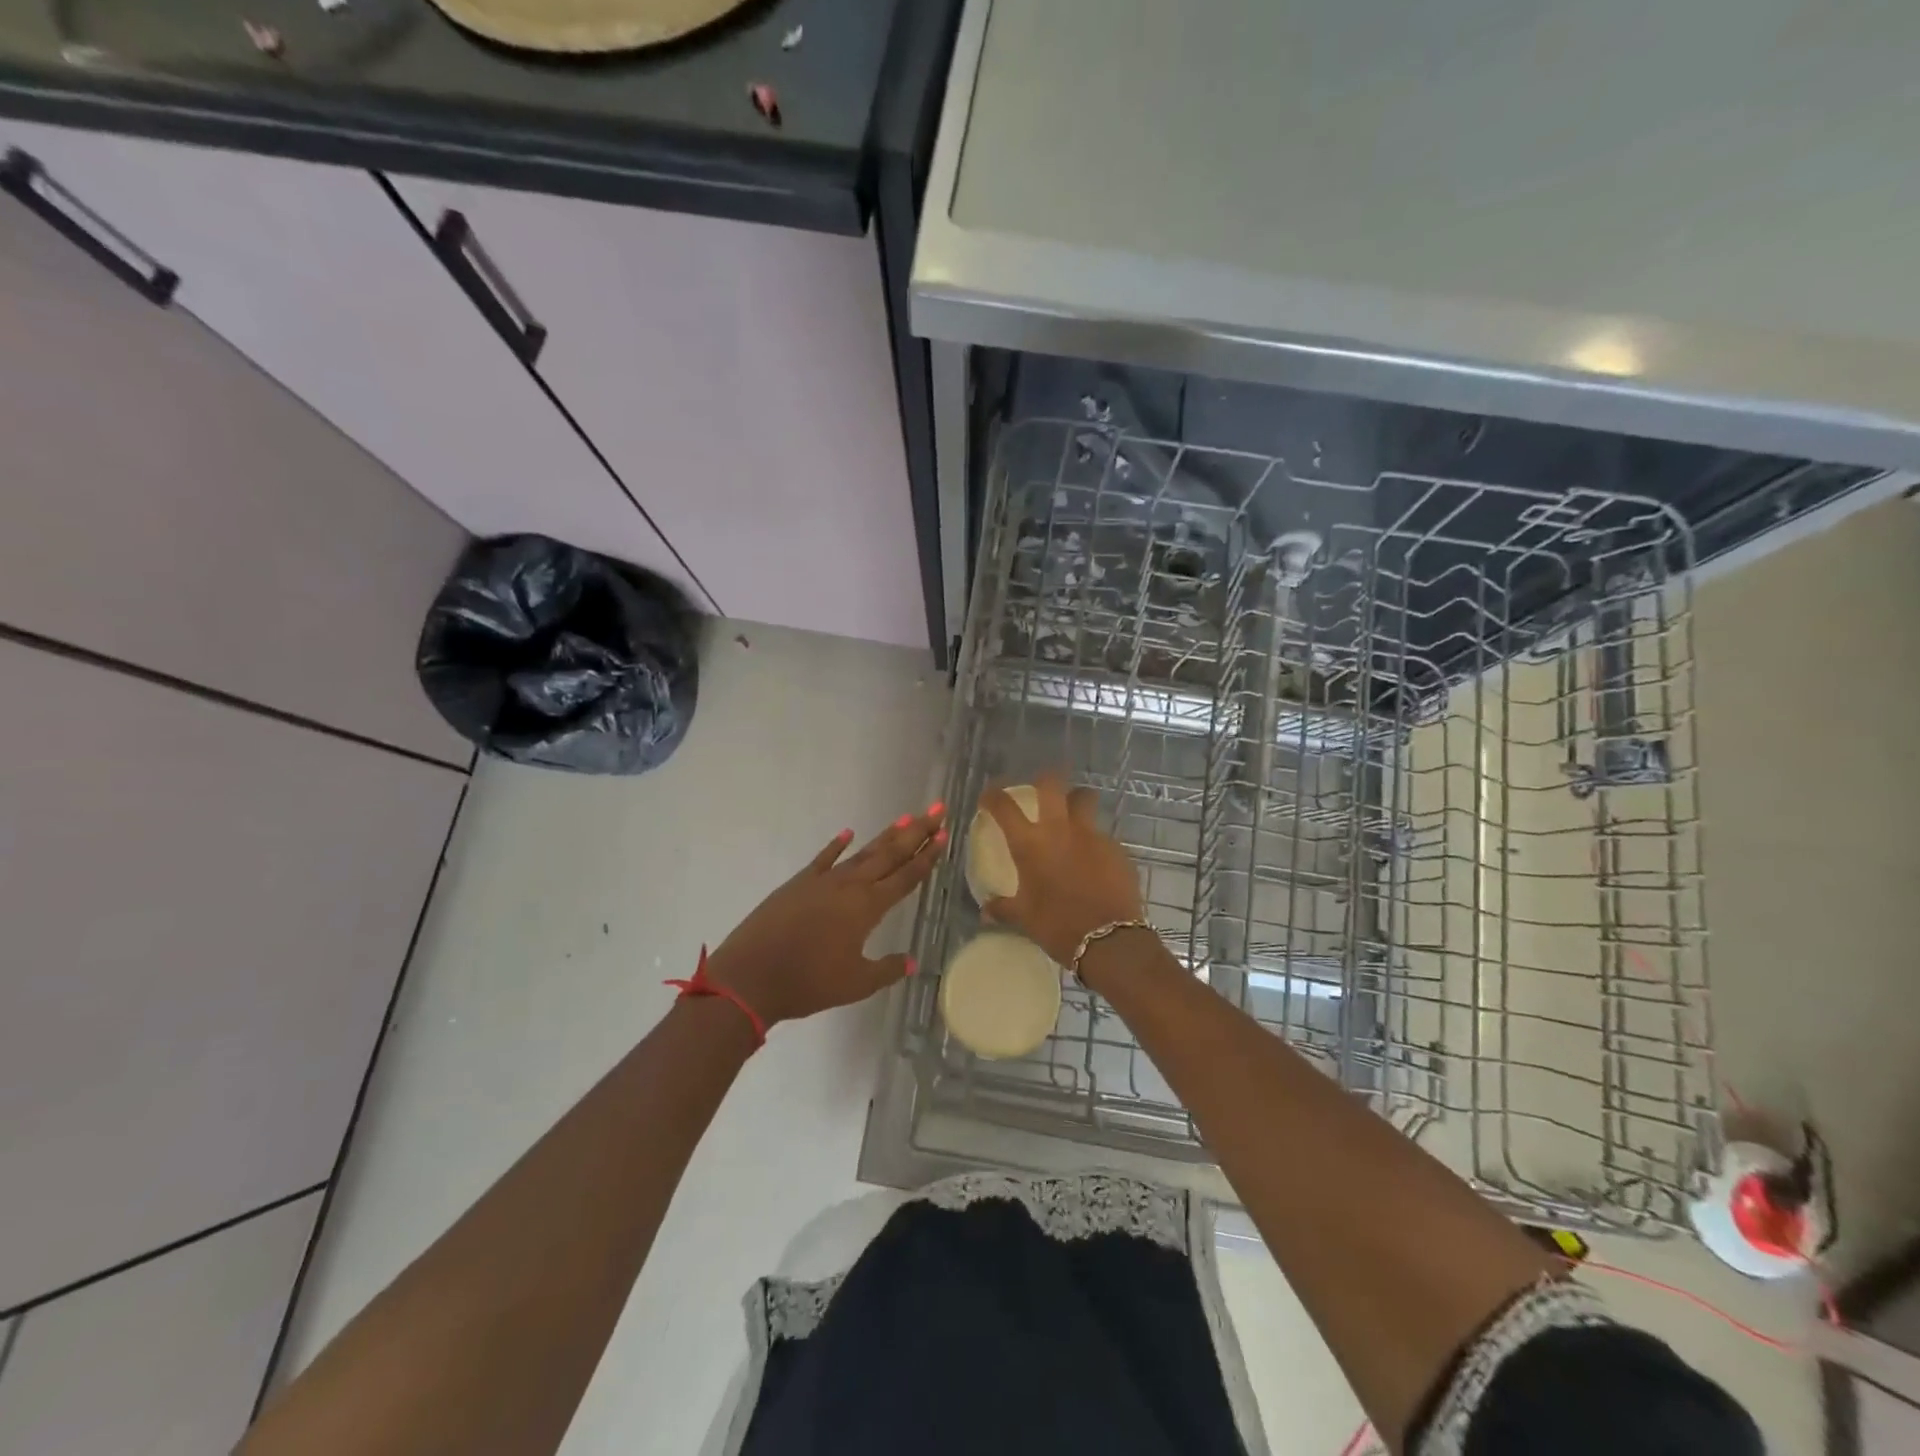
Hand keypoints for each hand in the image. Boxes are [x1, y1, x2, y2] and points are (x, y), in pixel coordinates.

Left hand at [702, 805, 946, 1026]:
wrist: (749, 977)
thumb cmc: (807, 983)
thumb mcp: (855, 984)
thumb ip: (886, 970)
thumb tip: (913, 962)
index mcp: (867, 908)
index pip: (905, 876)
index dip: (927, 856)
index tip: (944, 834)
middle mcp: (850, 886)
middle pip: (889, 854)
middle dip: (916, 832)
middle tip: (937, 810)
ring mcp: (822, 881)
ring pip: (862, 852)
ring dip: (886, 835)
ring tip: (906, 817)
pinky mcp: (798, 883)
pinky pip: (823, 858)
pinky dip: (837, 845)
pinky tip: (848, 833)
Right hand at [979, 772, 1144, 967]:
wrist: (1109, 940)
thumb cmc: (1058, 926)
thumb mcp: (1025, 918)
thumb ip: (1004, 908)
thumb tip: (986, 910)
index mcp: (1030, 844)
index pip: (1004, 806)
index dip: (993, 795)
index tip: (989, 796)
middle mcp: (1059, 829)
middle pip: (1052, 783)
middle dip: (1044, 780)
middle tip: (1041, 791)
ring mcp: (1091, 834)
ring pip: (1085, 799)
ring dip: (1077, 800)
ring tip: (1074, 813)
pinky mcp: (1116, 847)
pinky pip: (1102, 833)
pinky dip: (1094, 839)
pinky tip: (1095, 859)